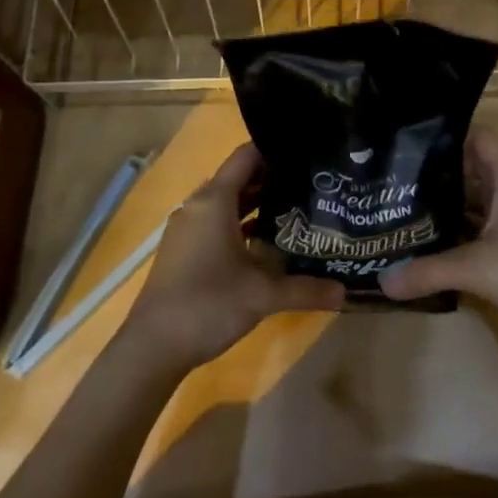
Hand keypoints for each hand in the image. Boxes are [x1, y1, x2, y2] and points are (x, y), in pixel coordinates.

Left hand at [122, 144, 343, 372]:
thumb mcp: (263, 296)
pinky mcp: (184, 249)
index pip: (246, 156)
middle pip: (239, 178)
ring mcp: (188, 228)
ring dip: (258, 205)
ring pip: (228, 203)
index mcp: (214, 200)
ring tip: (298, 210)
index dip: (276, 150)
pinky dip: (241, 225)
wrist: (152, 347)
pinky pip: (217, 223)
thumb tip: (345, 291)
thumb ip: (306, 289)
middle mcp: (199, 205)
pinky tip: (267, 244)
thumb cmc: (207, 304)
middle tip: (312, 184)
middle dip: (274, 179)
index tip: (307, 154)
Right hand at [377, 130, 497, 347]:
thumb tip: (382, 280)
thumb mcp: (478, 270)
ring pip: (477, 197)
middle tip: (394, 182)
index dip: (447, 136)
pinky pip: (484, 221)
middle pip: (472, 166)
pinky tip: (432, 241)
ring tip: (404, 209)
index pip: (478, 136)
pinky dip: (461, 226)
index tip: (409, 145)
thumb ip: (428, 271)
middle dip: (436, 173)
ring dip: (447, 203)